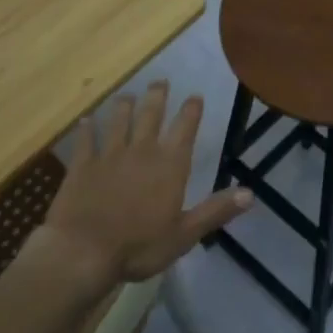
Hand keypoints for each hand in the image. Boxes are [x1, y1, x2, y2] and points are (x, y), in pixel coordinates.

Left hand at [37, 81, 250, 285]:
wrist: (83, 251)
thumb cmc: (139, 246)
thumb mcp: (185, 234)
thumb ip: (216, 211)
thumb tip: (251, 193)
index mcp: (169, 165)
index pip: (184, 129)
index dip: (191, 111)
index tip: (195, 95)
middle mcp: (141, 151)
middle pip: (150, 116)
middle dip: (157, 97)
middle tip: (160, 81)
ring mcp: (109, 155)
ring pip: (119, 122)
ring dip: (124, 106)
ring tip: (127, 94)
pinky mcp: (82, 166)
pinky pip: (85, 141)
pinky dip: (87, 129)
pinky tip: (86, 120)